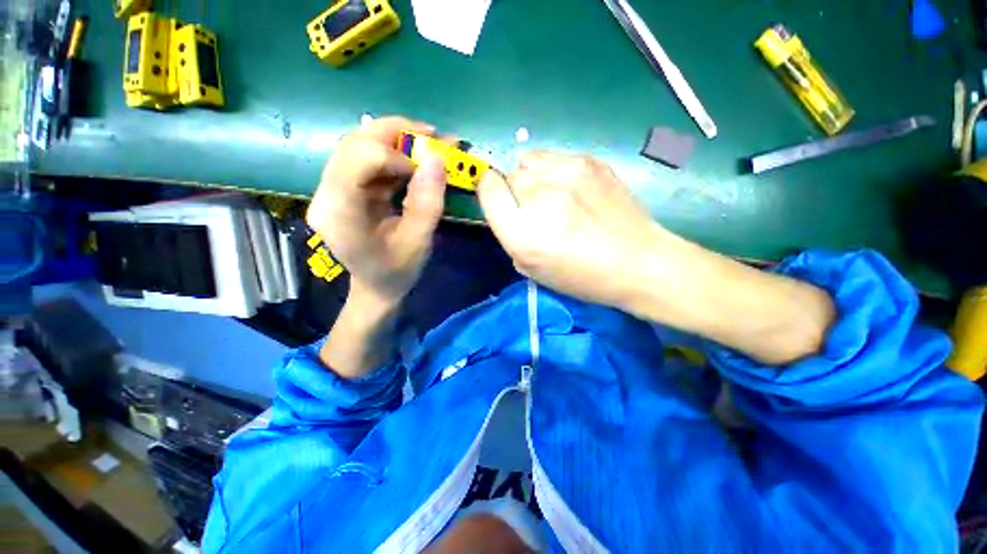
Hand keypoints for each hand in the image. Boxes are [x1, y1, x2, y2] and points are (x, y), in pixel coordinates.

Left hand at [306, 116, 446, 306]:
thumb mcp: (419, 242)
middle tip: (432, 136)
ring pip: (357, 145)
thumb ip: (427, 203)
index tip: (428, 167)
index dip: (395, 154)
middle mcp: (325, 195)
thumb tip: (436, 157)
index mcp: (339, 215)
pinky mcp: (341, 187)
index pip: (357, 160)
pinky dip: (392, 153)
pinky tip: (412, 160)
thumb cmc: (397, 271)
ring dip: (395, 140)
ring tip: (426, 145)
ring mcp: (330, 189)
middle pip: (354, 144)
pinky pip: (364, 158)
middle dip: (396, 133)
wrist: (377, 285)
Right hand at [477, 152, 666, 309]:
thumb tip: (506, 207)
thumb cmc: (581, 276)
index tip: (497, 199)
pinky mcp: (589, 161)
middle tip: (535, 210)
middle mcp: (540, 198)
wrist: (637, 262)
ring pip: (528, 161)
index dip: (488, 191)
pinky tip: (572, 189)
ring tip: (553, 195)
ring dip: (532, 177)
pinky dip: (552, 170)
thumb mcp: (532, 269)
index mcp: (523, 233)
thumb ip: (510, 236)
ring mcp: (567, 174)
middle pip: (508, 176)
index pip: (487, 189)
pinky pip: (552, 156)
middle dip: (514, 192)